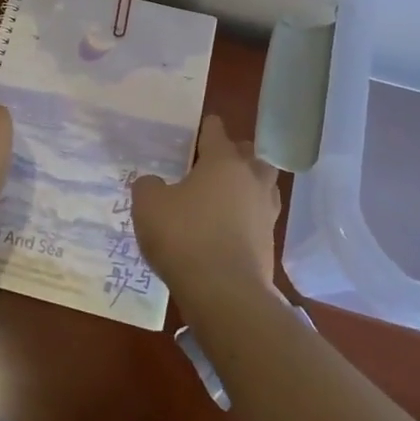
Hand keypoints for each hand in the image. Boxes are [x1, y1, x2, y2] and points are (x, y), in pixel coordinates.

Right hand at [132, 115, 281, 302]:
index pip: (216, 130)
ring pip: (261, 184)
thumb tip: (154, 183)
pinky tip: (228, 227)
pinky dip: (246, 216)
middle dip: (233, 154)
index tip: (196, 129)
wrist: (225, 293)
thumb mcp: (149, 205)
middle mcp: (251, 178)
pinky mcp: (270, 241)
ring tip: (223, 195)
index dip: (204, 127)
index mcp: (223, 160)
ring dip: (246, 184)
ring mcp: (266, 210)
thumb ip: (148, 186)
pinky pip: (259, 217)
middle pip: (248, 154)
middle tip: (211, 164)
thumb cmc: (185, 236)